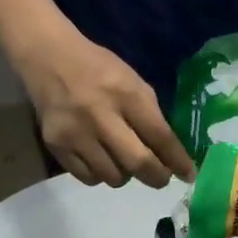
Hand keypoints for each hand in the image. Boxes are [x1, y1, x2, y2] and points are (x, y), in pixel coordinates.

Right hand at [17, 32, 197, 188]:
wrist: (47, 58)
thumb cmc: (98, 70)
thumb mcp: (132, 82)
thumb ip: (151, 117)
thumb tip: (171, 156)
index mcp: (126, 93)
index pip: (159, 136)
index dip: (177, 160)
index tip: (189, 175)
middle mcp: (101, 115)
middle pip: (138, 163)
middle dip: (157, 177)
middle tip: (161, 178)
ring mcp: (76, 133)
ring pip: (113, 177)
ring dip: (126, 175)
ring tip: (123, 161)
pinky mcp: (57, 146)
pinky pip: (89, 178)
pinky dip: (100, 175)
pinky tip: (100, 160)